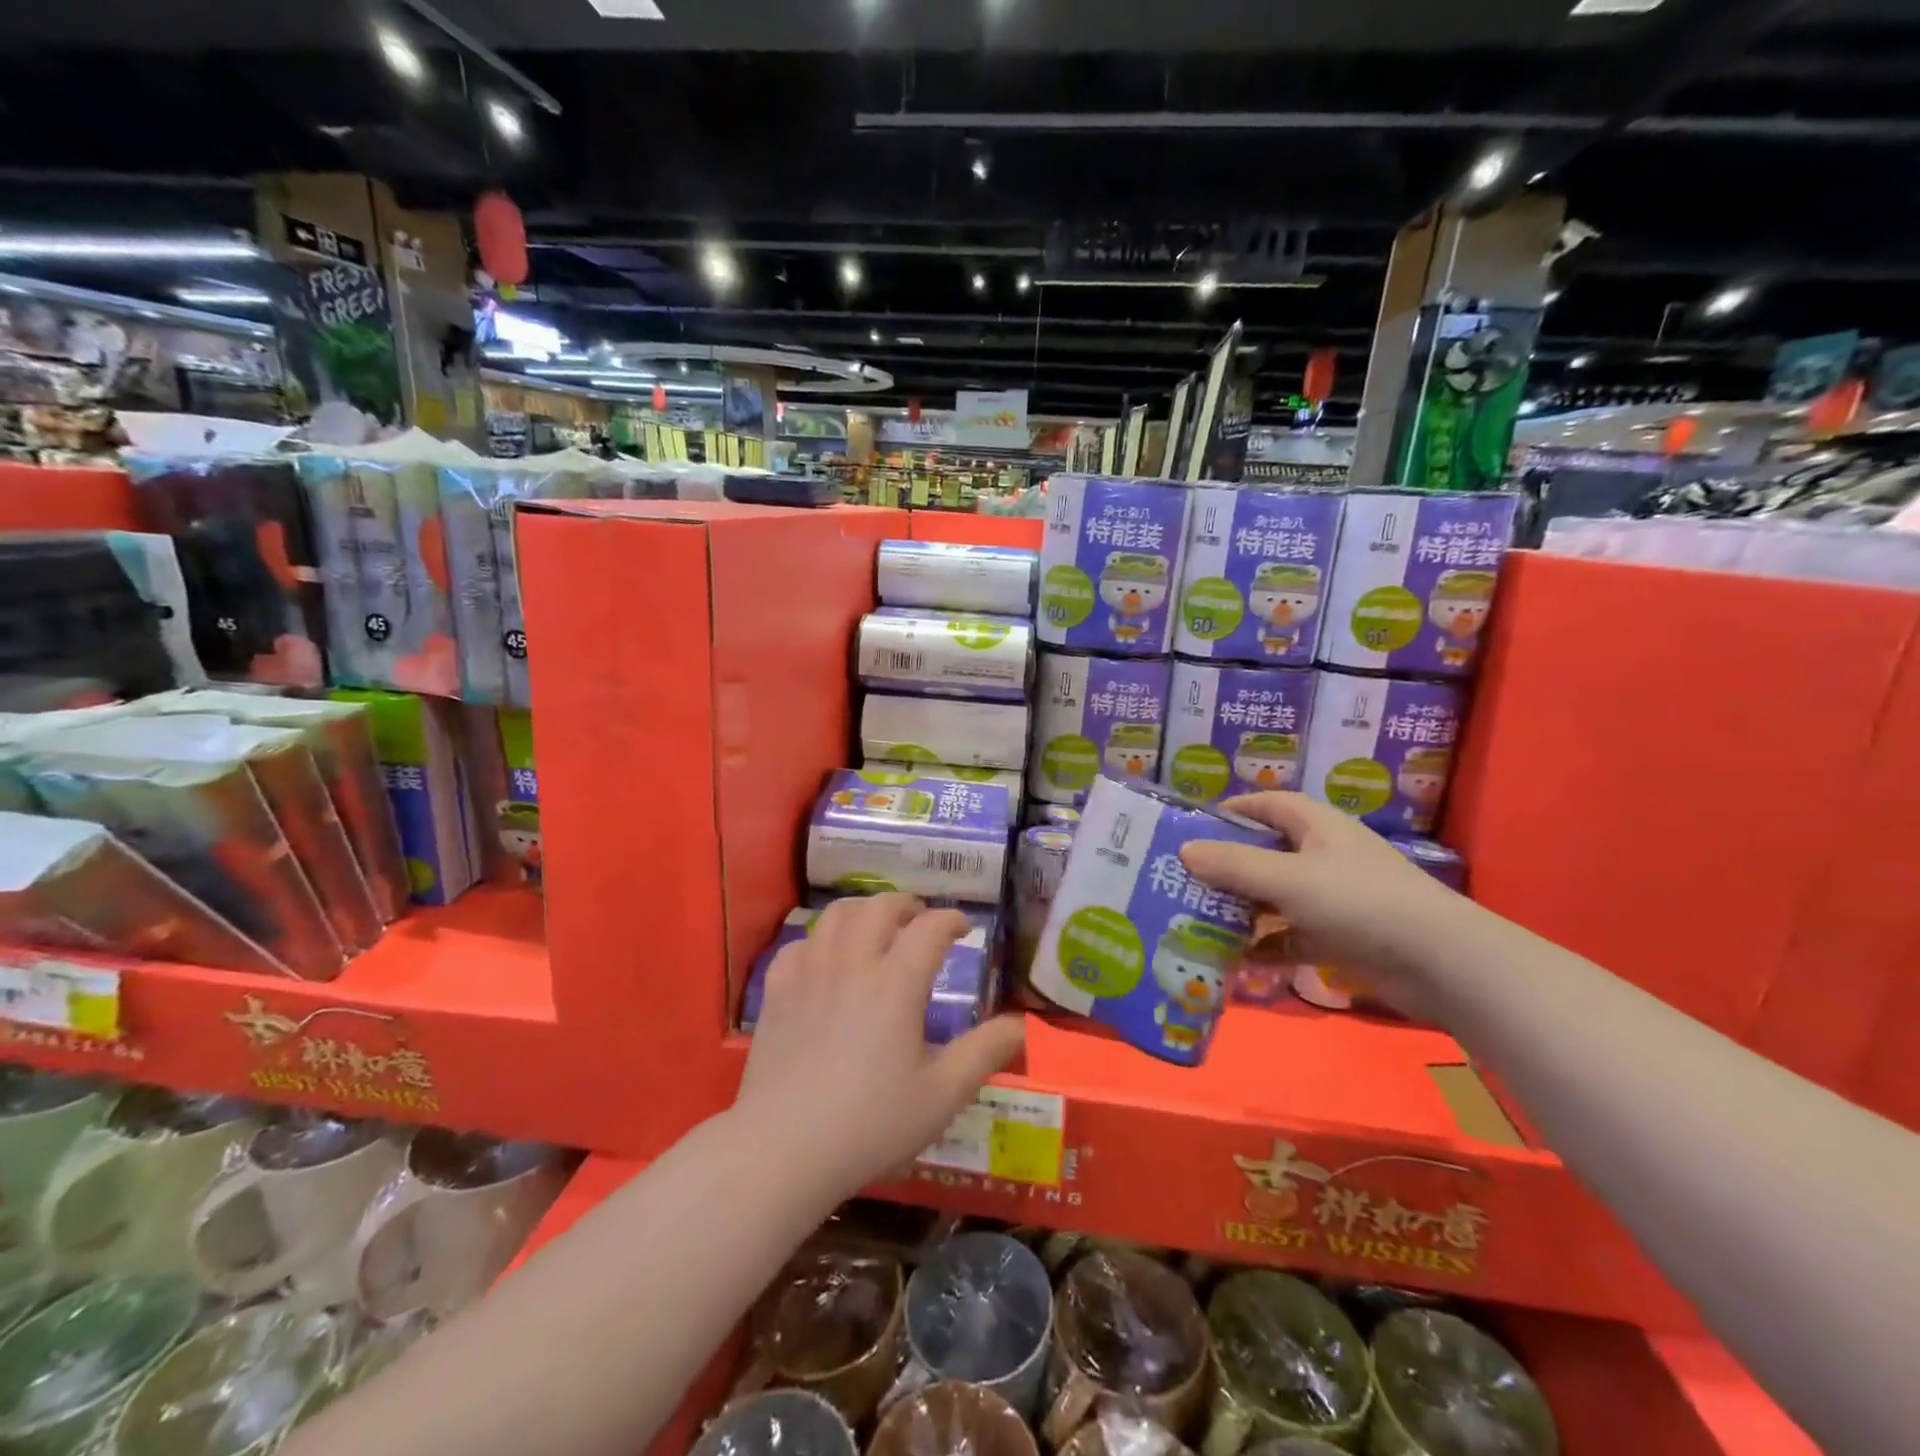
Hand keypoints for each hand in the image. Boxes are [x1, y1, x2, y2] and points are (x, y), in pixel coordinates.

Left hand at [732, 894, 1025, 1196]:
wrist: (783, 1148)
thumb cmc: (870, 1124)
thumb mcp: (942, 1095)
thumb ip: (984, 1053)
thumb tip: (1020, 1024)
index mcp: (896, 983)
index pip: (929, 928)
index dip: (951, 920)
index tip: (964, 928)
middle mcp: (853, 963)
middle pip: (880, 907)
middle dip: (906, 905)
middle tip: (920, 921)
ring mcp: (809, 973)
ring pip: (836, 915)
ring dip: (863, 911)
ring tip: (876, 928)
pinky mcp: (776, 991)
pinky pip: (799, 944)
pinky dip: (820, 941)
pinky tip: (825, 960)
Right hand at [1179, 793, 1467, 1014]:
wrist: (1441, 964)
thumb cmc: (1360, 902)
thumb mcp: (1288, 879)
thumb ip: (1234, 865)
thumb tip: (1184, 850)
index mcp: (1317, 827)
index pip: (1269, 804)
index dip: (1232, 810)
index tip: (1193, 826)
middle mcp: (1324, 856)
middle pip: (1267, 852)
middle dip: (1227, 865)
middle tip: (1184, 878)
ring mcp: (1334, 899)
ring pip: (1276, 897)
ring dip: (1242, 909)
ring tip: (1197, 919)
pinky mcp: (1340, 937)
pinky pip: (1291, 936)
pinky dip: (1266, 946)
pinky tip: (1235, 960)